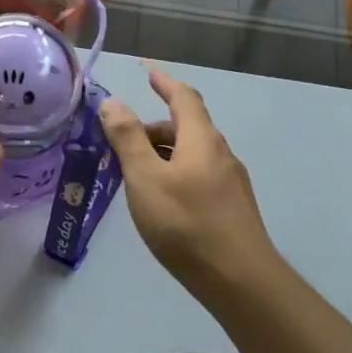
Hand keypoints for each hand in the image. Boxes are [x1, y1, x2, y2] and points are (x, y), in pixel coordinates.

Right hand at [99, 71, 282, 293]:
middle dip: (153, 128)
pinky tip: (160, 202)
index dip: (165, 83)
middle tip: (120, 144)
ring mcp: (230, 183)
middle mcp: (220, 154)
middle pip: (186, 128)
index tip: (148, 72)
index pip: (184, 98)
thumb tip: (113, 103)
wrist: (239, 280)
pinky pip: (198, 176)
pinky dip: (174, 174)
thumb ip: (127, 138)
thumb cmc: (185, 222)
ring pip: (191, 155)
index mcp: (201, 139)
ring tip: (133, 175)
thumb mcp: (145, 177)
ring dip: (162, 154)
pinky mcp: (231, 208)